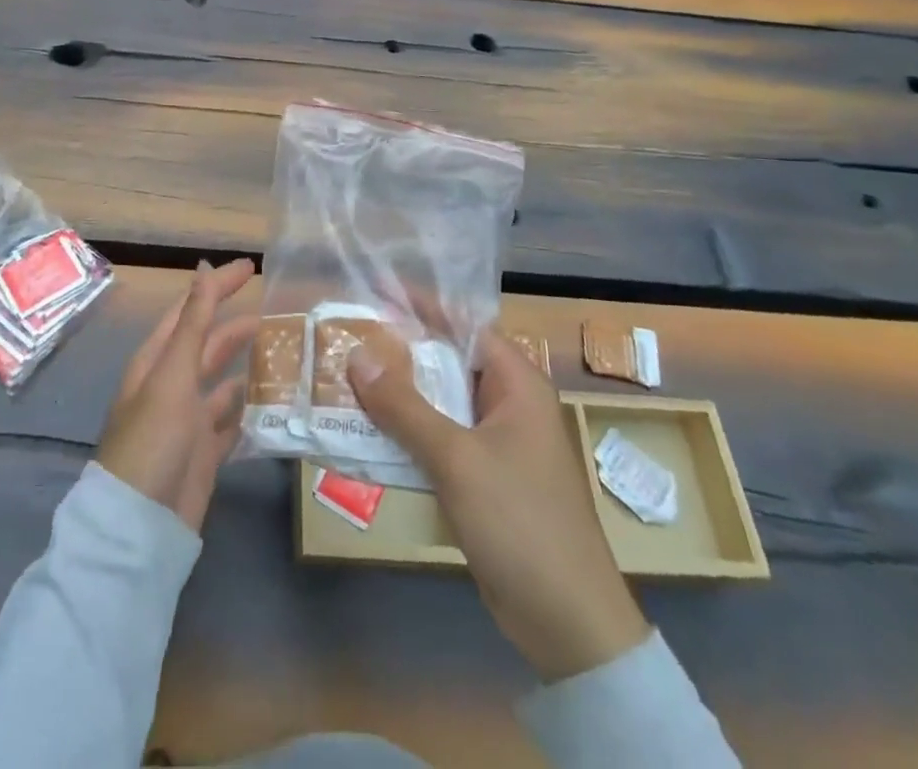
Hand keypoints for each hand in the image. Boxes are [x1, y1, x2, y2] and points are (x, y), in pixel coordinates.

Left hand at [97, 259, 259, 532]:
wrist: (140, 526)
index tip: (252, 267)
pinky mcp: (204, 454)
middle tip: (277, 310)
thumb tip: (204, 268)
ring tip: (283, 351)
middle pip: (208, 344)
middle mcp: (171, 385)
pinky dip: (249, 409)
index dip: (217, 286)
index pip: (191, 311)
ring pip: (222, 382)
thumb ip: (193, 323)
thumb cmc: (152, 439)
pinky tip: (273, 402)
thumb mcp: (172, 374)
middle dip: (237, 325)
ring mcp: (187, 421)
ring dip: (246, 365)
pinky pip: (231, 422)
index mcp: (157, 361)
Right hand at [349, 330, 648, 682]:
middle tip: (349, 336)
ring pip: (441, 403)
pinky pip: (441, 439)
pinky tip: (371, 432)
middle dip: (401, 351)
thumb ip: (404, 406)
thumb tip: (357, 356)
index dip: (421, 306)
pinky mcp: (486, 479)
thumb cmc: (521, 522)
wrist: (569, 625)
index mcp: (517, 384)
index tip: (375, 291)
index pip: (464, 325)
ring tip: (348, 378)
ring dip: (400, 395)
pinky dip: (409, 432)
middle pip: (449, 362)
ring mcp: (498, 444)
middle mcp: (509, 404)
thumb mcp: (456, 458)